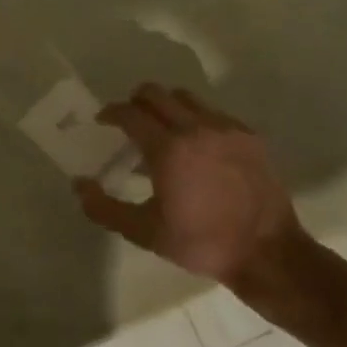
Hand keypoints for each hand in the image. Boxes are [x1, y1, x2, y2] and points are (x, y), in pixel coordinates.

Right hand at [74, 85, 316, 304]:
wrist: (267, 253)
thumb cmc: (201, 243)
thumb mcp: (144, 232)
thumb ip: (104, 208)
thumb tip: (79, 184)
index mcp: (168, 149)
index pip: (130, 113)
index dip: (111, 112)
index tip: (103, 120)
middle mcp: (196, 128)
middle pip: (156, 94)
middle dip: (135, 101)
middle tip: (129, 120)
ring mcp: (226, 128)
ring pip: (186, 98)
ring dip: (166, 105)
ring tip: (161, 128)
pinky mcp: (249, 136)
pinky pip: (213, 112)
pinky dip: (195, 118)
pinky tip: (195, 144)